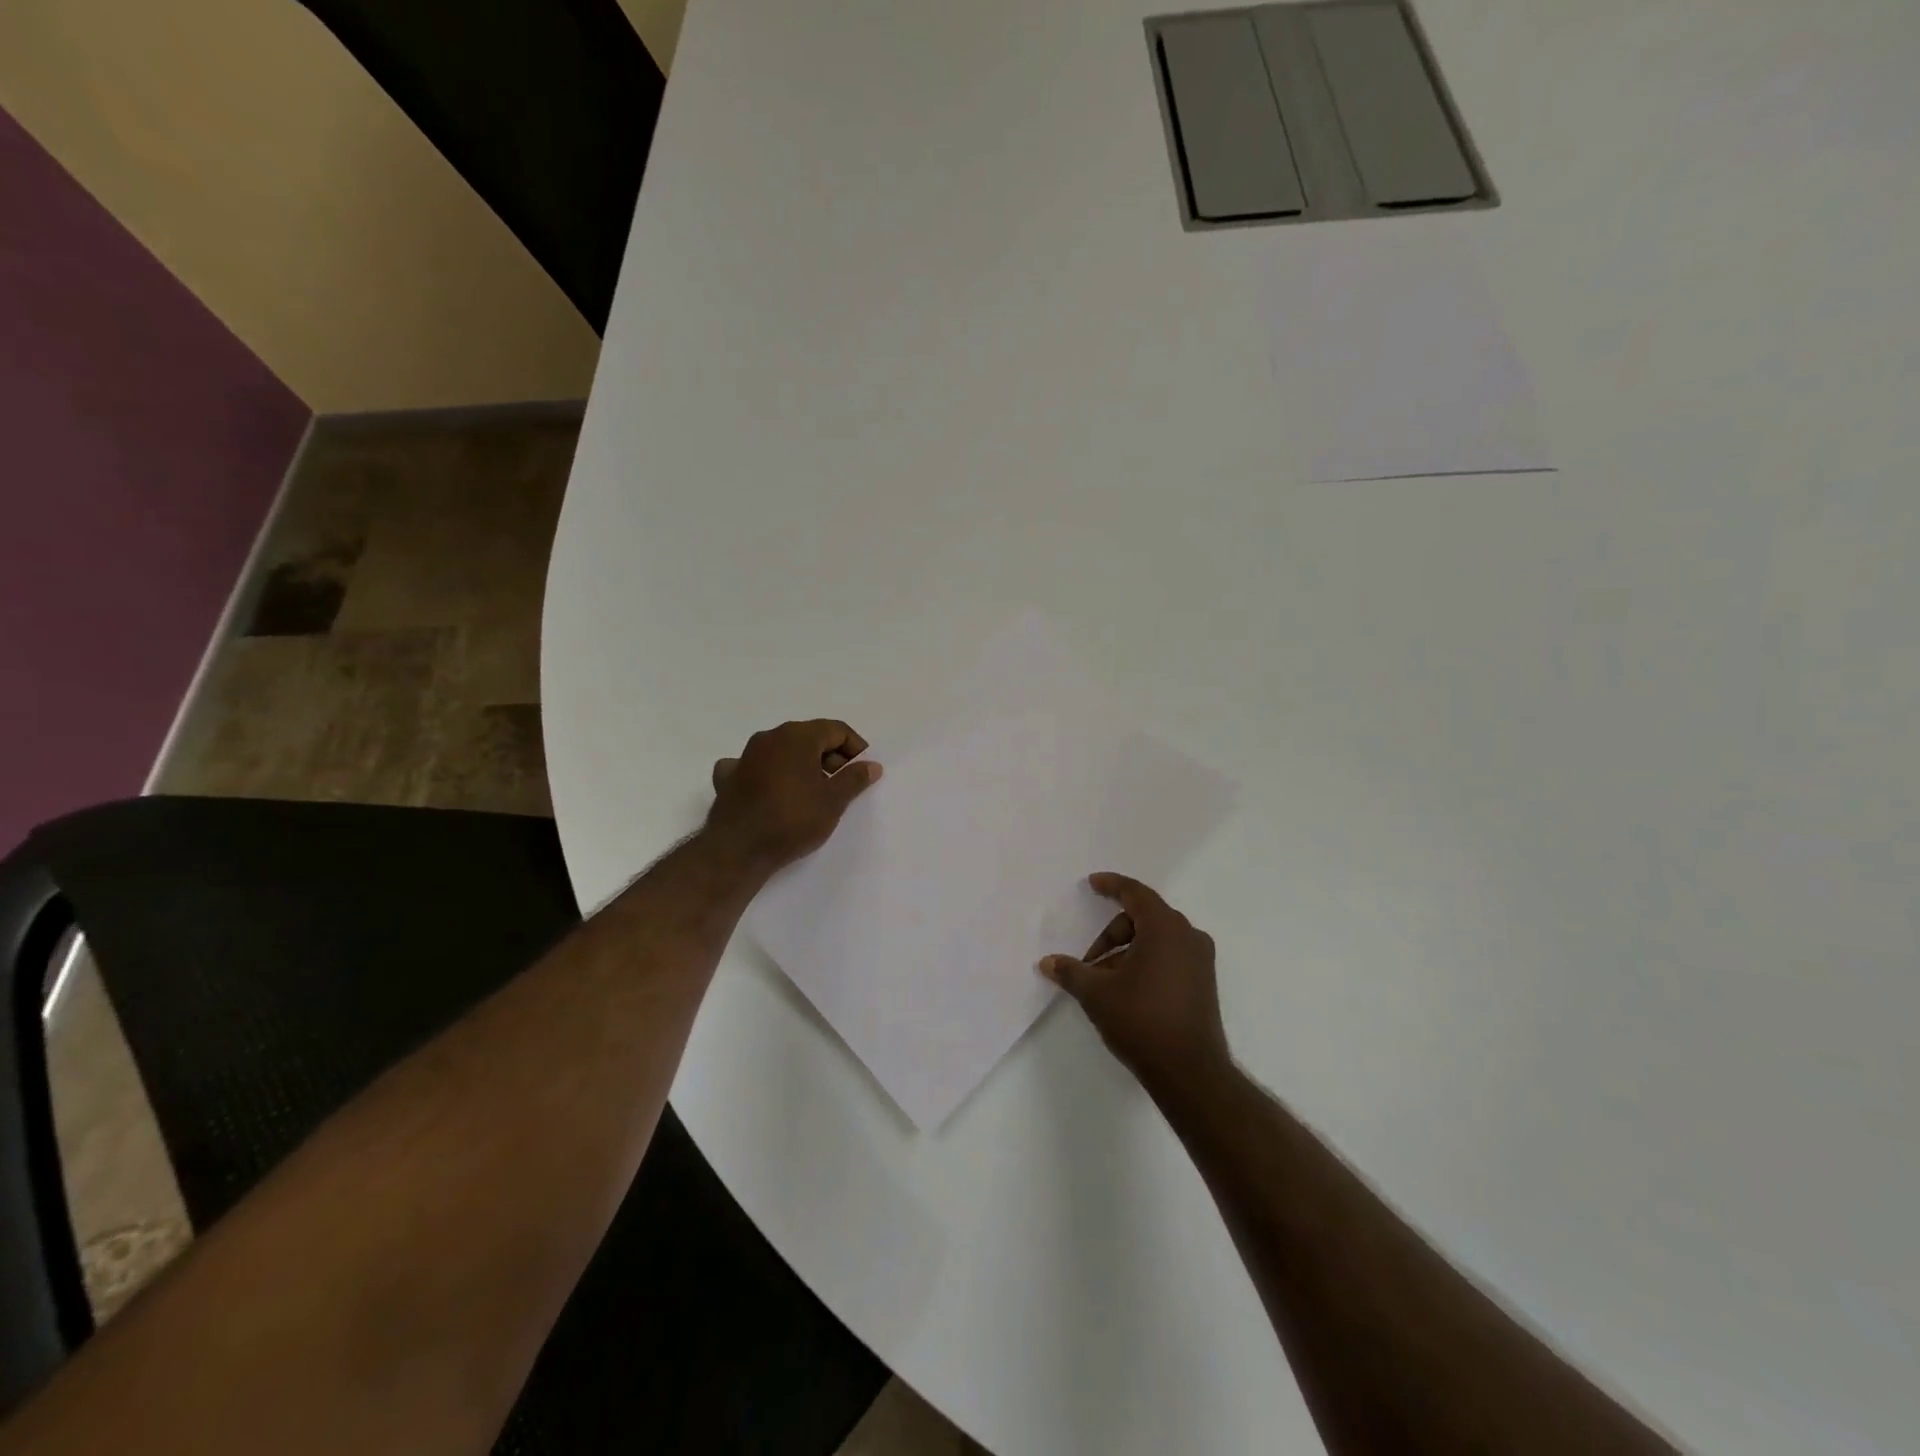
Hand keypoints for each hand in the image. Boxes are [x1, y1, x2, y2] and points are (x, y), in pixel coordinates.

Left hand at [705, 719, 881, 871]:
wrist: (738, 849)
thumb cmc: (792, 819)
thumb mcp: (833, 801)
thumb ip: (854, 779)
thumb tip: (871, 765)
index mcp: (797, 736)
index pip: (837, 730)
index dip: (856, 748)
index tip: (864, 771)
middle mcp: (769, 737)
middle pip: (809, 738)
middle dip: (831, 757)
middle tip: (844, 785)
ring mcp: (745, 756)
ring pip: (783, 752)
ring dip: (802, 766)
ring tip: (814, 793)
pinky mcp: (728, 778)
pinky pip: (756, 768)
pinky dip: (770, 776)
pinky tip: (773, 792)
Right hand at [1040, 873, 1230, 1097]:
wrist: (1190, 1072)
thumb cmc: (1142, 1020)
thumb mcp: (1097, 993)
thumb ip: (1071, 972)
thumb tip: (1047, 963)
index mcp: (1165, 928)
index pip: (1136, 893)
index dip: (1112, 885)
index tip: (1093, 883)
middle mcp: (1188, 936)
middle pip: (1144, 917)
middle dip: (1112, 933)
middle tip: (1088, 960)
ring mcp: (1200, 960)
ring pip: (1157, 939)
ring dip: (1126, 950)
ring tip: (1103, 980)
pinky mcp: (1204, 983)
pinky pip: (1170, 956)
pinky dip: (1145, 962)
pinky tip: (1126, 989)